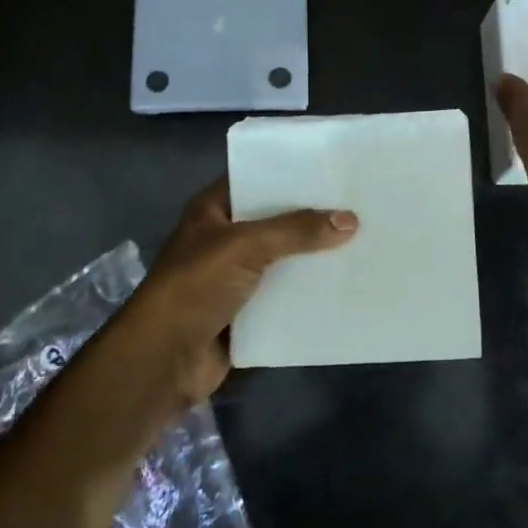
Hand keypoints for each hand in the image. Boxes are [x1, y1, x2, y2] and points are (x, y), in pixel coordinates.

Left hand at [118, 176, 358, 408]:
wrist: (164, 359)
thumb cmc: (196, 286)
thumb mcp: (245, 246)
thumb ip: (296, 230)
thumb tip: (350, 220)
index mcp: (213, 211)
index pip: (255, 179)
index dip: (289, 173)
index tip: (332, 167)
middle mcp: (224, 239)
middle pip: (275, 221)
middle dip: (311, 217)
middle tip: (359, 204)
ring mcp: (235, 277)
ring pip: (283, 260)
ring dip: (313, 257)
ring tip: (362, 242)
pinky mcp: (247, 313)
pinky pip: (284, 296)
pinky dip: (308, 294)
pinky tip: (344, 285)